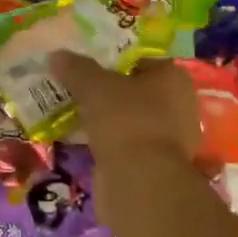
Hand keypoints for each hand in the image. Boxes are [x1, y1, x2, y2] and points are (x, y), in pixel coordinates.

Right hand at [52, 51, 200, 164]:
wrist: (140, 181)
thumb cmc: (125, 120)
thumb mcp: (94, 86)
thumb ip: (76, 69)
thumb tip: (57, 55)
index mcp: (175, 78)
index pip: (142, 61)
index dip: (114, 63)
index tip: (88, 69)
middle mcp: (181, 106)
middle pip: (137, 92)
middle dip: (109, 94)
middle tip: (78, 91)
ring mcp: (172, 139)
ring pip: (132, 121)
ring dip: (108, 121)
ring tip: (77, 116)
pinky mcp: (158, 166)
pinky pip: (129, 145)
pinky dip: (110, 144)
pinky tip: (86, 143)